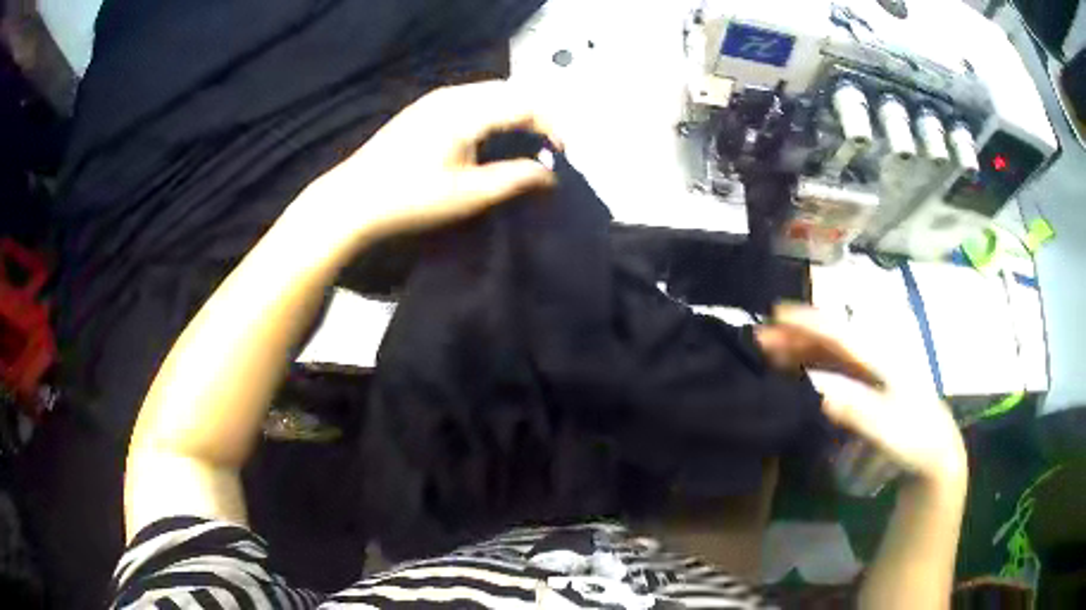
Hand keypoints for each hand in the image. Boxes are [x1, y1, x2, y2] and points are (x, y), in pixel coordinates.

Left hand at [304, 80, 561, 243]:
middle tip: (545, 150)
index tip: (562, 156)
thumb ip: (517, 179)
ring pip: (490, 94)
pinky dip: (490, 115)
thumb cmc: (412, 198)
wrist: (353, 199)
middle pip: (510, 93)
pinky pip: (470, 100)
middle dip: (535, 118)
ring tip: (521, 146)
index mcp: (468, 110)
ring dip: (512, 115)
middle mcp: (454, 94)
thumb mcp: (471, 194)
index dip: (552, 127)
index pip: (526, 105)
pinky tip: (487, 140)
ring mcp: (435, 99)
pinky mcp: (423, 108)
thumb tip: (552, 176)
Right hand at [756, 304, 966, 486]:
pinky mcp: (869, 385)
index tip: (775, 314)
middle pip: (831, 337)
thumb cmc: (914, 437)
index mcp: (882, 357)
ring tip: (771, 352)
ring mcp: (872, 370)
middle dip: (796, 334)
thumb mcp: (888, 427)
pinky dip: (813, 365)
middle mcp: (875, 355)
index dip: (808, 322)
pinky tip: (798, 371)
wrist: (935, 451)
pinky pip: (836, 367)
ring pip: (831, 351)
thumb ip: (855, 407)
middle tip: (760, 338)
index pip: (840, 332)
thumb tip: (817, 388)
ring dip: (801, 348)